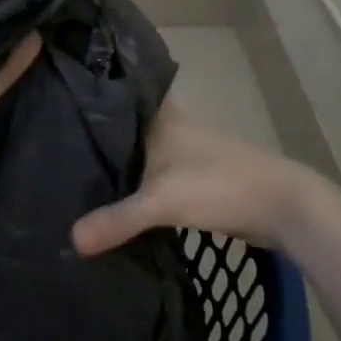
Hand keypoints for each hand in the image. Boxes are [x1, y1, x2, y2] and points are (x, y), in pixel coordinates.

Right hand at [72, 100, 326, 254]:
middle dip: (99, 138)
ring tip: (78, 176)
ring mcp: (189, 154)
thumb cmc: (219, 185)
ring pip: (144, 154)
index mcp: (162, 119)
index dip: (92, 100)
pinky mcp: (199, 179)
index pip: (119, 99)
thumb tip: (71, 241)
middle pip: (128, 129)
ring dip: (121, 164)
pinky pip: (157, 178)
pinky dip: (139, 187)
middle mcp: (173, 129)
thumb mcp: (161, 201)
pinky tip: (119, 202)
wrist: (282, 205)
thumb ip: (117, 220)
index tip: (59, 105)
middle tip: (58, 147)